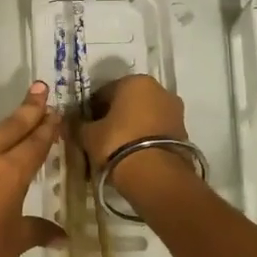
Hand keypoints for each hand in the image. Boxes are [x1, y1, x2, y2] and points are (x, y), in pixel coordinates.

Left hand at [0, 81, 64, 256]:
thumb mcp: (14, 246)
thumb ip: (35, 230)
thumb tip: (59, 235)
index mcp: (7, 174)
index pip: (34, 142)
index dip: (47, 127)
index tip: (56, 111)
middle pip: (8, 129)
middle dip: (26, 111)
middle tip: (39, 90)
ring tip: (13, 129)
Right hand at [78, 74, 193, 201]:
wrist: (156, 175)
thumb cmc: (117, 143)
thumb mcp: (89, 135)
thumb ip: (78, 125)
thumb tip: (72, 121)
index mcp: (134, 81)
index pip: (104, 92)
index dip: (92, 109)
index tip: (86, 125)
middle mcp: (158, 89)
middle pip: (128, 101)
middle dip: (115, 115)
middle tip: (101, 136)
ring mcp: (174, 110)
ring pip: (145, 115)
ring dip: (132, 126)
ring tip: (118, 147)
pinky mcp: (184, 130)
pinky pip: (157, 129)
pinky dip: (146, 137)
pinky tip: (135, 153)